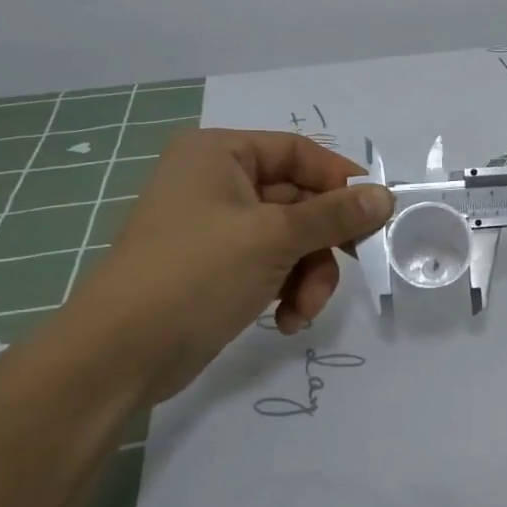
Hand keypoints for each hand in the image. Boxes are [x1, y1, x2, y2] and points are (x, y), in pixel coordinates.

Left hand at [70, 129, 394, 402]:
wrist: (121, 354)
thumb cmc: (196, 274)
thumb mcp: (274, 238)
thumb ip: (334, 215)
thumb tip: (386, 196)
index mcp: (219, 154)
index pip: (298, 152)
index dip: (340, 180)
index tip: (377, 213)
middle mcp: (216, 183)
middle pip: (299, 200)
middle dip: (323, 243)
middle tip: (359, 264)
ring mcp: (216, 228)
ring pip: (291, 240)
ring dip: (308, 275)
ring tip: (303, 309)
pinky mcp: (218, 268)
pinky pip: (272, 266)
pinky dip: (286, 290)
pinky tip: (286, 320)